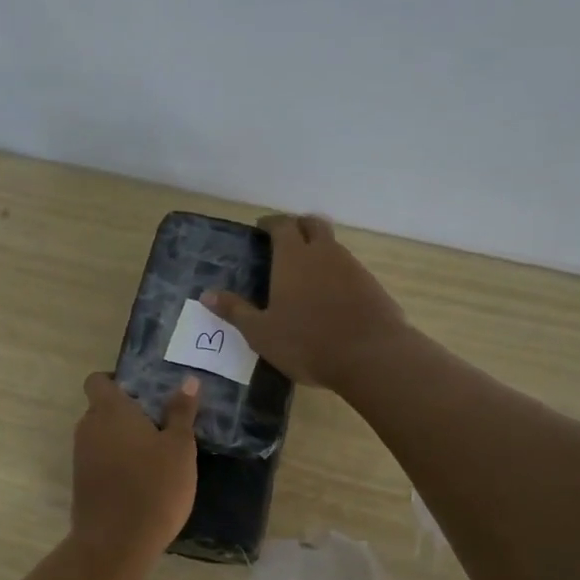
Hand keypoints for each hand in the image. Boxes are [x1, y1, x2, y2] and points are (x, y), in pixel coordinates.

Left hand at [71, 372, 199, 558]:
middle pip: (101, 408)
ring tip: (156, 454)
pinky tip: (142, 480)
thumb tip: (189, 381)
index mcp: (110, 410)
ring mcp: (81, 457)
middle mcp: (88, 427)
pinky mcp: (81, 483)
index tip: (144, 393)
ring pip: (101, 436)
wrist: (116, 542)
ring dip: (122, 440)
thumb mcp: (180, 448)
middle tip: (160, 425)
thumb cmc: (154, 486)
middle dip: (126, 413)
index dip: (116, 381)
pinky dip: (116, 463)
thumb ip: (181, 412)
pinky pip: (99, 460)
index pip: (98, 380)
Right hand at [203, 214, 410, 390]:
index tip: (262, 228)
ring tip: (305, 272)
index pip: (282, 225)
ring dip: (318, 249)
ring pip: (333, 246)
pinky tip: (329, 296)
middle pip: (313, 224)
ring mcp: (352, 267)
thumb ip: (235, 311)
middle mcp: (324, 253)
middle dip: (298, 226)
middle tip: (285, 240)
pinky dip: (336, 272)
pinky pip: (349, 268)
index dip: (271, 223)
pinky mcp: (372, 285)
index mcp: (293, 258)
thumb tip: (207, 294)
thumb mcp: (261, 332)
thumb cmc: (307, 342)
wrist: (371, 356)